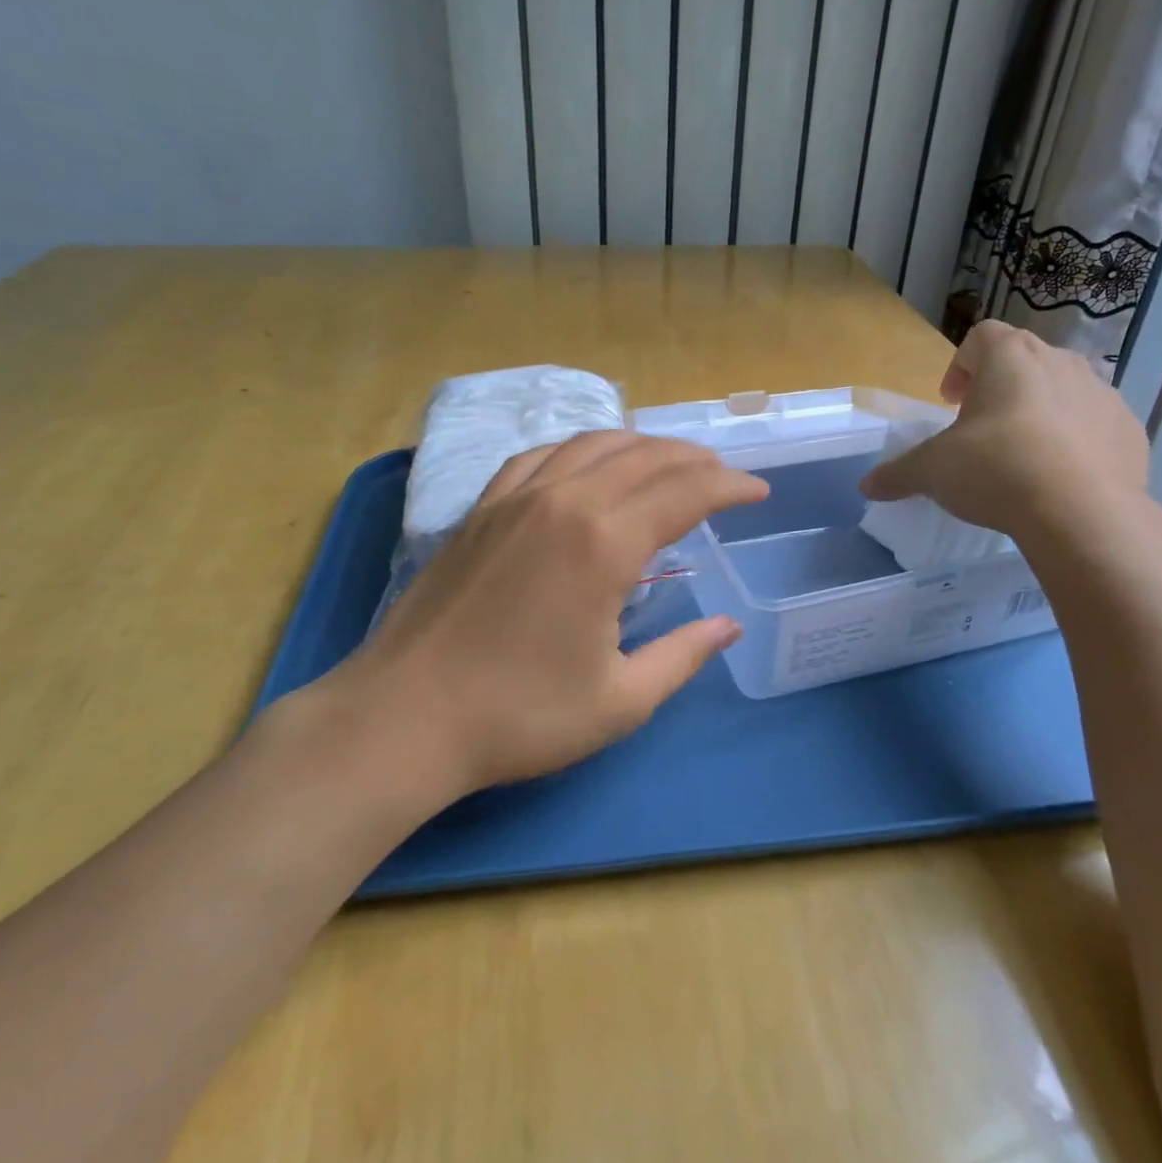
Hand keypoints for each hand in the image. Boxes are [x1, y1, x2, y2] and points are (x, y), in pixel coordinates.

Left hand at [318, 432, 767, 807]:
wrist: (403, 717)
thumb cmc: (519, 716)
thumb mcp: (620, 701)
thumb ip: (683, 656)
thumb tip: (728, 626)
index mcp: (605, 543)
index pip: (686, 493)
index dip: (730, 487)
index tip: (758, 492)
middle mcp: (565, 501)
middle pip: (645, 457)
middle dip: (694, 460)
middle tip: (723, 476)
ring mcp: (517, 497)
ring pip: (593, 445)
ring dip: (642, 446)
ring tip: (669, 462)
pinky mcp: (482, 507)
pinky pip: (542, 455)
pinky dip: (580, 449)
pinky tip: (588, 465)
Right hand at [860, 320, 1149, 553]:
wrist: (1083, 514)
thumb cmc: (996, 470)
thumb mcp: (933, 472)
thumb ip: (898, 473)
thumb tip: (866, 486)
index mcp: (1011, 357)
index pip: (981, 337)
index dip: (960, 366)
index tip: (951, 404)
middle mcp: (1061, 362)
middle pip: (1024, 361)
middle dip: (1001, 390)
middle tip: (982, 431)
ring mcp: (1104, 394)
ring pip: (1064, 391)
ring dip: (1040, 413)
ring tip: (1024, 457)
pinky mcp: (1131, 430)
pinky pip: (1095, 426)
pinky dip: (1077, 442)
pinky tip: (1061, 479)